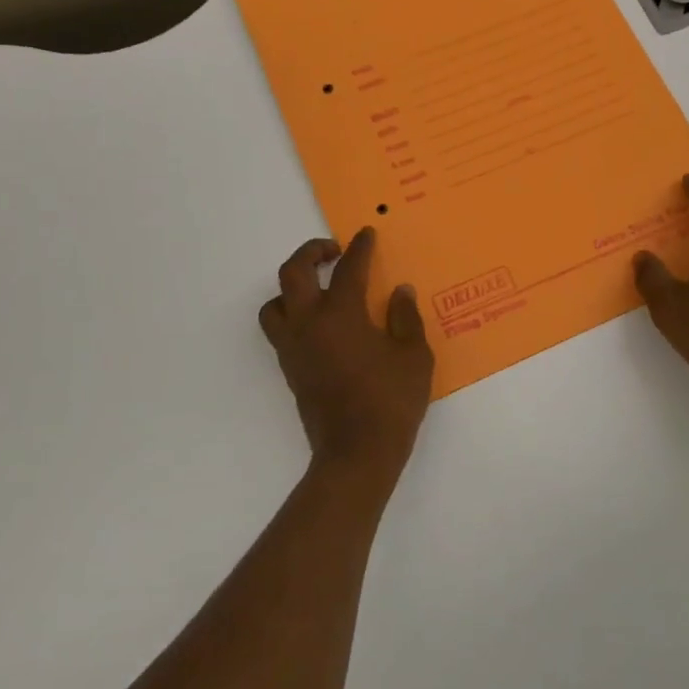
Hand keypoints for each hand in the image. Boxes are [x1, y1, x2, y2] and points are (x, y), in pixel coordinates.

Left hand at [259, 227, 434, 491]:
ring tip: (317, 290)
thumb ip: (405, 318)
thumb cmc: (391, 402)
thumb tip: (399, 292)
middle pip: (293, 272)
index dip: (360, 247)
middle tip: (334, 251)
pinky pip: (280, 330)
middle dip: (311, 252)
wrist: (356, 454)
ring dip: (292, 287)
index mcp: (341, 314)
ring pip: (275, 303)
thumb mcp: (414, 357)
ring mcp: (294, 347)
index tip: (366, 234)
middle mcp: (309, 323)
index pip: (349, 268)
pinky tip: (320, 325)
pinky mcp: (290, 369)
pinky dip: (293, 315)